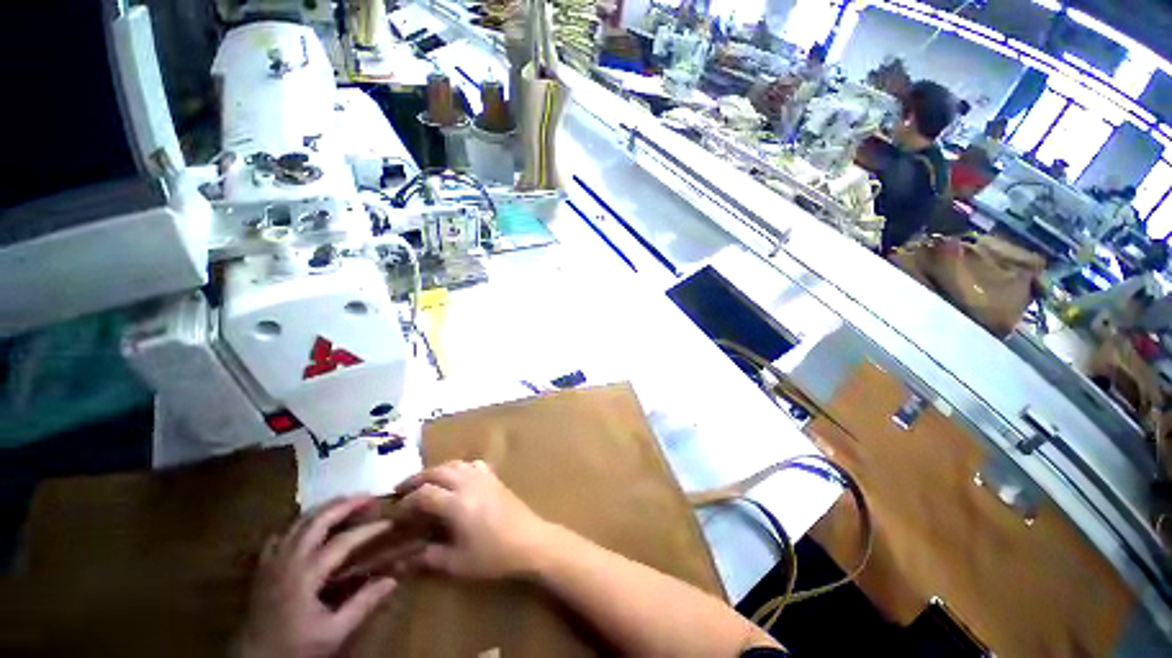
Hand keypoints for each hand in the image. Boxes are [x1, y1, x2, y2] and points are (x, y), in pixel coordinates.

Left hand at [235, 497, 397, 657]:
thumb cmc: (295, 647)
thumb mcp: (333, 633)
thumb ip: (362, 604)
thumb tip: (393, 579)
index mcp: (306, 574)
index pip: (343, 541)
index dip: (368, 529)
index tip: (389, 522)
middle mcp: (288, 560)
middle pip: (318, 521)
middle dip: (345, 505)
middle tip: (368, 496)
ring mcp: (272, 561)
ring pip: (298, 523)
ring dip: (324, 508)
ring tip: (345, 501)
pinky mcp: (262, 567)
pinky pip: (280, 535)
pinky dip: (298, 523)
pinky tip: (308, 524)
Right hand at [395, 460, 553, 579]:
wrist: (529, 541)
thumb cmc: (493, 556)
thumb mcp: (458, 563)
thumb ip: (430, 557)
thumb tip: (406, 558)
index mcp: (457, 504)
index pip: (424, 494)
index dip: (407, 501)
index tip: (396, 512)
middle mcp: (469, 483)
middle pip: (438, 471)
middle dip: (417, 479)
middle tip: (402, 490)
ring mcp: (484, 477)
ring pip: (455, 463)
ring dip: (437, 470)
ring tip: (425, 482)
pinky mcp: (495, 478)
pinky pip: (473, 464)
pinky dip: (459, 467)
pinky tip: (457, 478)